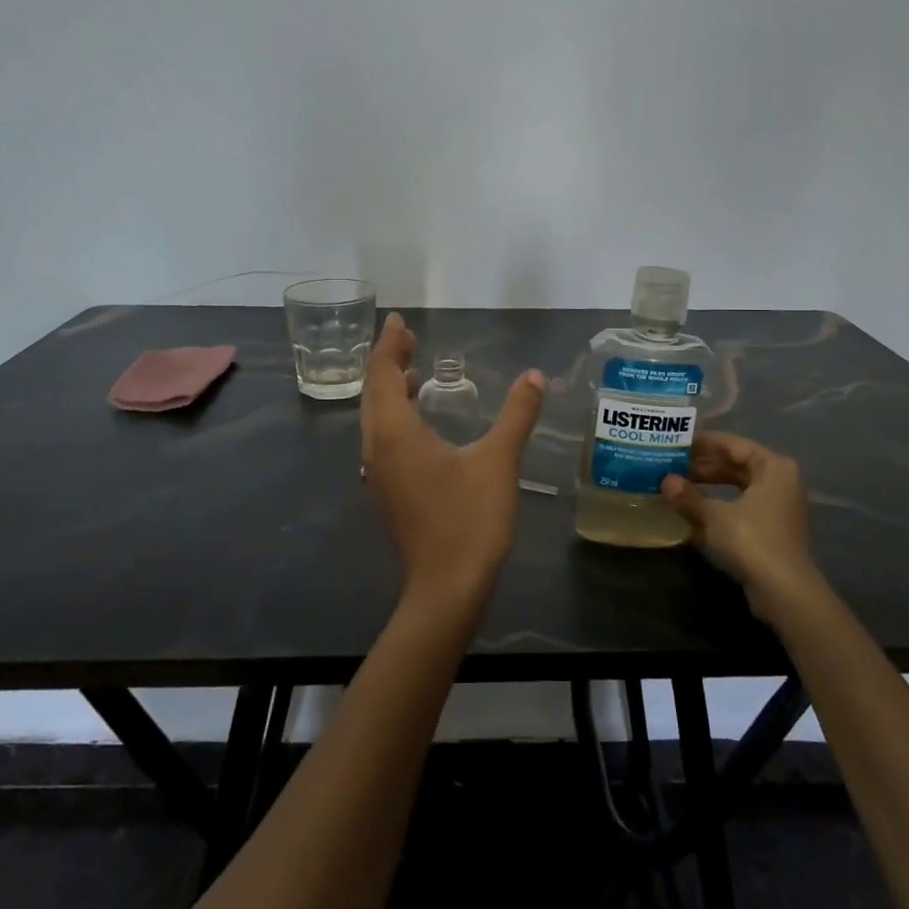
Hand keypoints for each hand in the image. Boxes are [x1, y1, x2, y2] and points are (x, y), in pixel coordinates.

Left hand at [361, 313, 545, 619]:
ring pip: (374, 418)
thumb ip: (516, 415)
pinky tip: (418, 420)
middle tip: (406, 337)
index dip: (390, 345)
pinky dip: (394, 415)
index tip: (399, 321)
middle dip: (387, 361)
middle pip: (373, 393)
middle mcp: (377, 448)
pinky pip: (381, 438)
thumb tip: (535, 376)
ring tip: (411, 370)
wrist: (446, 587)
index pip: (384, 374)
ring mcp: (378, 473)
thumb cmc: (469, 520)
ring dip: (389, 389)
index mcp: (396, 433)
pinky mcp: (388, 491)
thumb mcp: (498, 462)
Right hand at [661, 432, 826, 621]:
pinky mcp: (770, 530)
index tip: (676, 443)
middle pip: (735, 465)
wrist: (784, 592)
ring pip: (736, 487)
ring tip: (676, 486)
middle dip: (703, 466)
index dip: (703, 443)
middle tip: (671, 465)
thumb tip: (665, 481)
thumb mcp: (714, 515)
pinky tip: (690, 512)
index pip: (733, 444)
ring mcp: (776, 507)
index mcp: (773, 467)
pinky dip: (717, 507)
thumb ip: (688, 496)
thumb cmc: (752, 540)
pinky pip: (739, 508)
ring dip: (707, 487)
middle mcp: (779, 481)